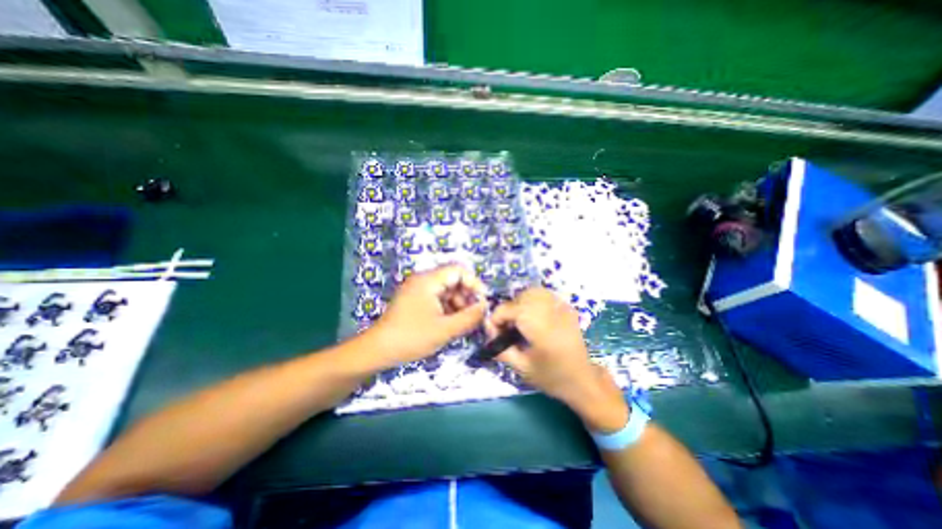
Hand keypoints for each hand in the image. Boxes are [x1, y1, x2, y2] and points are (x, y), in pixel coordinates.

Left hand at [369, 264, 485, 367]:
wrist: (377, 350)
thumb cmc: (411, 337)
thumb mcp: (445, 329)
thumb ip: (469, 317)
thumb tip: (486, 307)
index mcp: (428, 280)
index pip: (458, 270)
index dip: (474, 283)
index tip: (483, 301)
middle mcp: (423, 280)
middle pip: (453, 280)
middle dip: (467, 296)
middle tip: (475, 315)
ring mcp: (418, 290)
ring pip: (447, 290)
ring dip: (459, 304)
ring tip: (465, 322)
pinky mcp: (416, 300)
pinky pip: (438, 299)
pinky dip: (448, 309)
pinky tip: (452, 323)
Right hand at [489, 288, 626, 430]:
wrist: (583, 380)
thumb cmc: (552, 377)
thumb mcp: (522, 368)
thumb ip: (501, 347)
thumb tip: (488, 329)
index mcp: (539, 327)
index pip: (509, 309)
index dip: (496, 319)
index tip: (495, 333)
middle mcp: (550, 311)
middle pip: (520, 297)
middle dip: (509, 310)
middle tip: (509, 328)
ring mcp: (561, 307)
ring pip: (533, 291)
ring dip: (521, 302)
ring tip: (521, 320)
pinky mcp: (567, 307)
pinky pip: (545, 294)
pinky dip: (534, 300)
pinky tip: (535, 316)